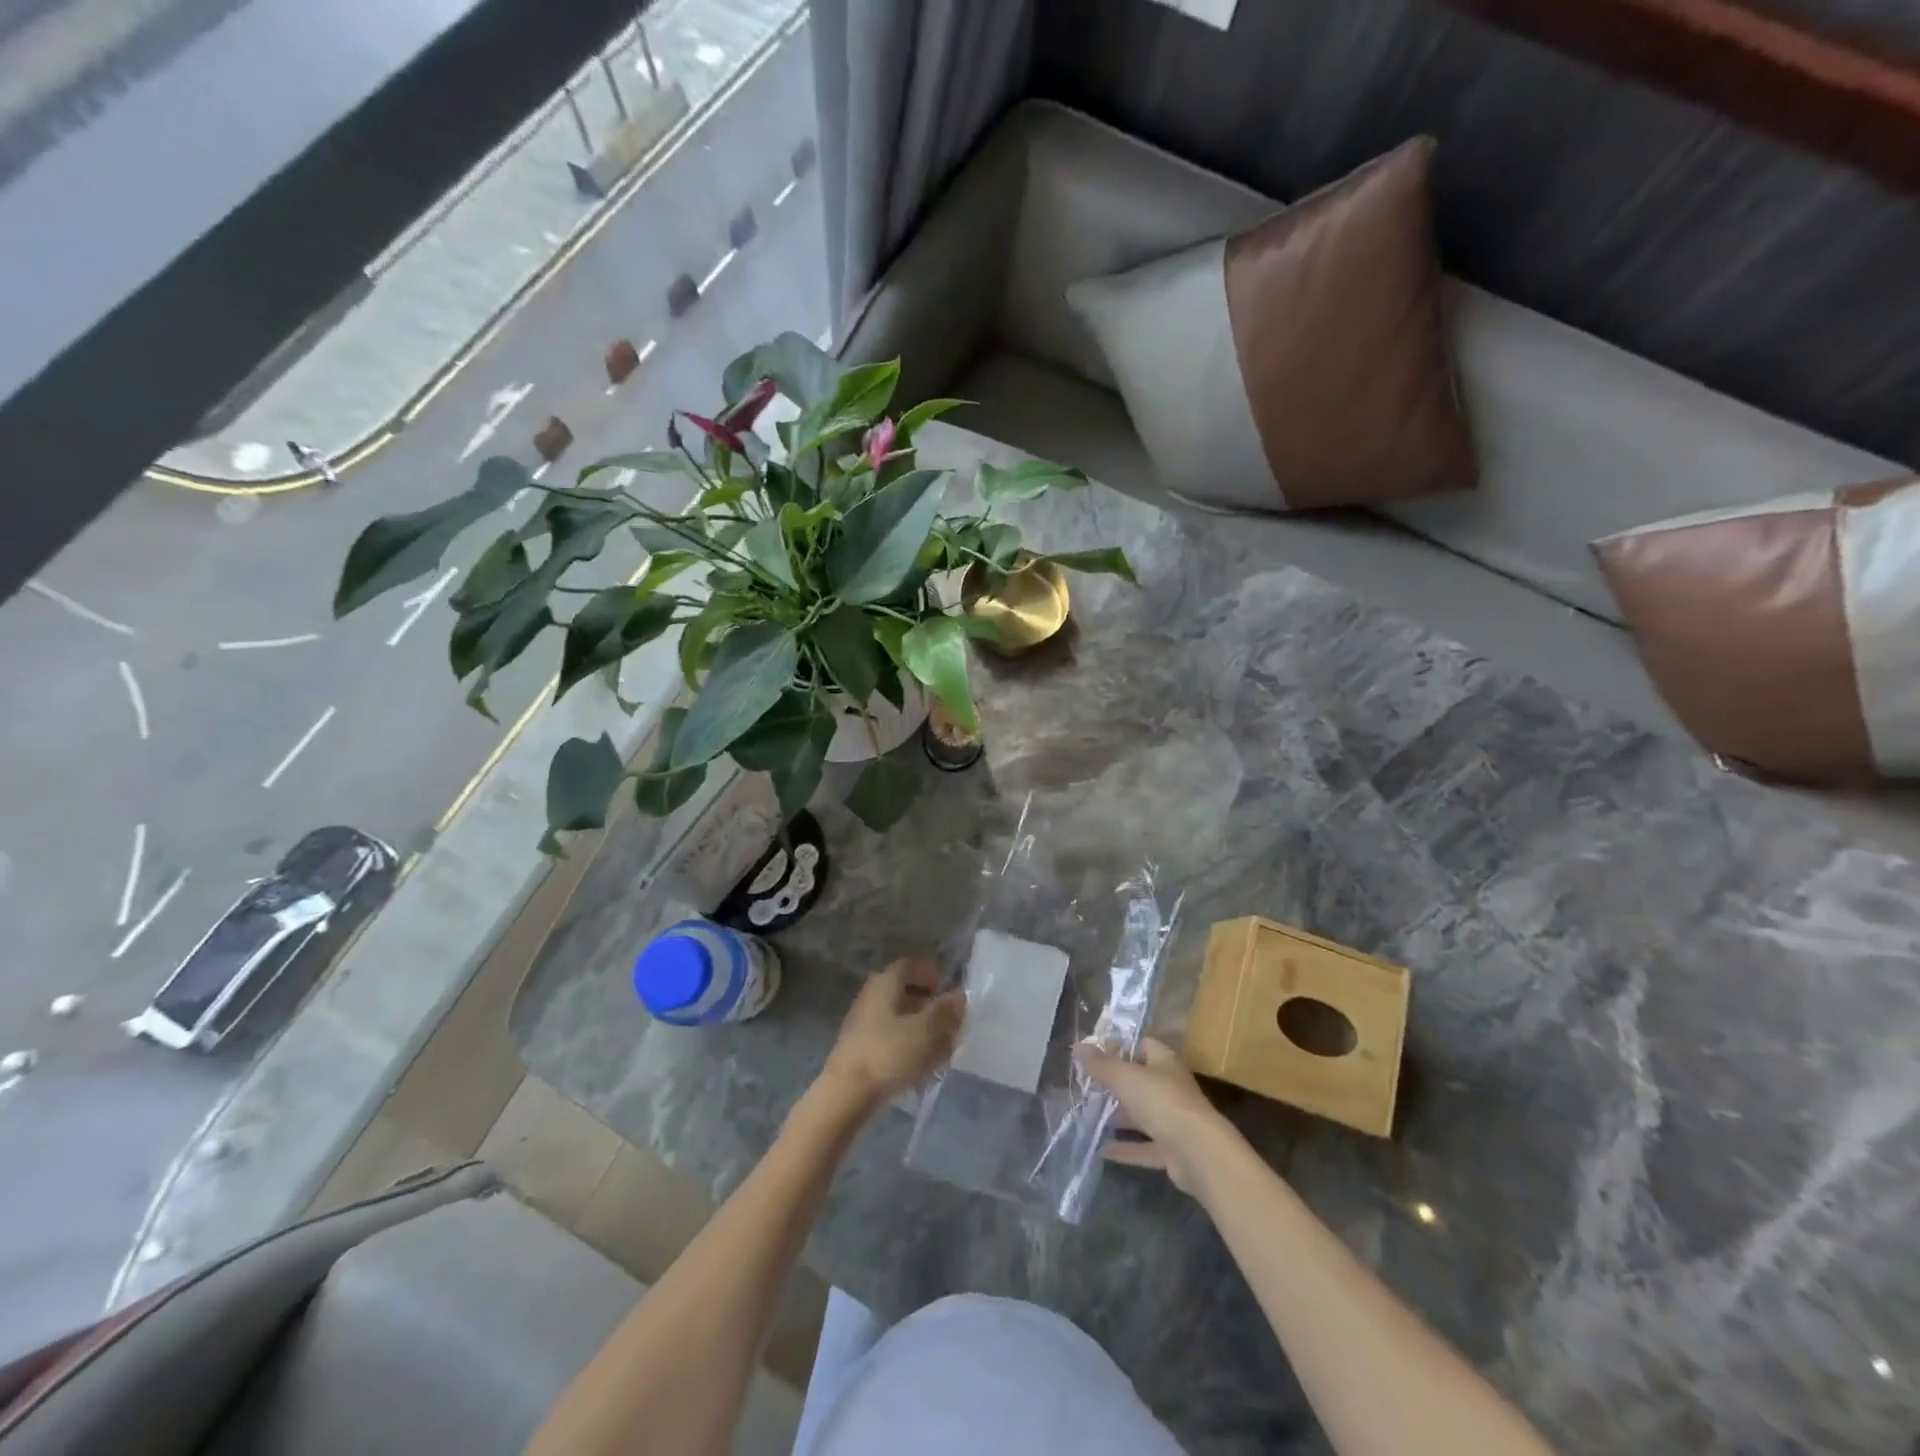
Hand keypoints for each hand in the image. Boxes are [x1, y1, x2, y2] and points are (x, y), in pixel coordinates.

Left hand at [818, 958, 965, 1114]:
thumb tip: (958, 996)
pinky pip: (890, 1038)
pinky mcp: (860, 1048)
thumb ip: (945, 1011)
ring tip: (941, 1051)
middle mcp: (871, 996)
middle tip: (950, 1024)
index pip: (910, 965)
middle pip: (905, 992)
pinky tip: (921, 1068)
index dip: (930, 973)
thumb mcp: (927, 1030)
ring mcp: (863, 1022)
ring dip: (921, 1029)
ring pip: (899, 1018)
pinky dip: (908, 1045)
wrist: (846, 1094)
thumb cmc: (889, 1053)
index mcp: (885, 983)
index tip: (947, 989)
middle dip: (930, 1006)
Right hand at [1082, 1037, 1240, 1194]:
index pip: (1142, 1045)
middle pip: (1139, 1081)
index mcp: (1164, 1062)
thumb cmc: (1161, 1101)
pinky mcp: (1172, 1151)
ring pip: (1141, 1114)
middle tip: (1085, 1086)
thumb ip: (1101, 1063)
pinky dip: (1125, 1148)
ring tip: (1087, 1115)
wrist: (1198, 1153)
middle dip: (1114, 1084)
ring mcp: (1173, 1121)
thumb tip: (1078, 1045)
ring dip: (1118, 1116)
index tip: (1094, 1053)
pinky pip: (1143, 1146)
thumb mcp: (1125, 1077)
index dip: (1119, 1046)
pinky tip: (1100, 1149)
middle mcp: (1170, 1088)